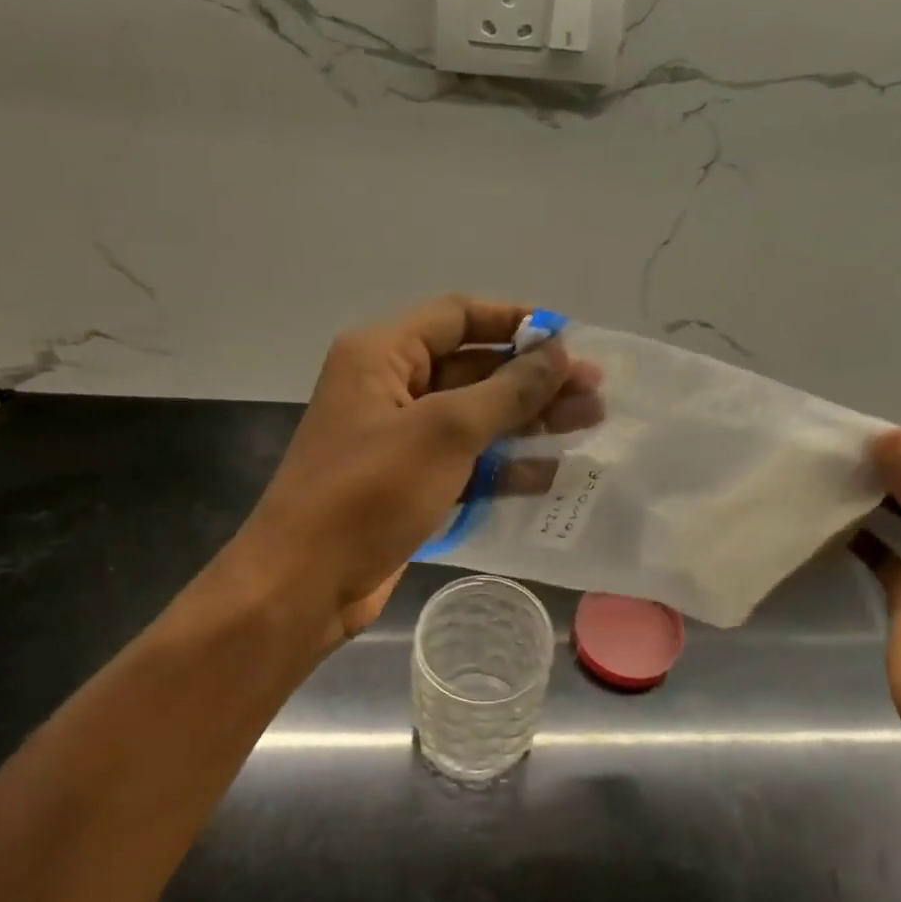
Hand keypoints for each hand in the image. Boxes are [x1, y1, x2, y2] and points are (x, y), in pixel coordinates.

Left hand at [222, 296, 600, 648]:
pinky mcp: (410, 482)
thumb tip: (558, 352)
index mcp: (382, 354)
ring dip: (529, 420)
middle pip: (474, 368)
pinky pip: (466, 460)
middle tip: (595, 390)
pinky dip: (505, 464)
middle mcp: (390, 387)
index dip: (516, 322)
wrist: (305, 584)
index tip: (570, 339)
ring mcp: (400, 438)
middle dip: (534, 379)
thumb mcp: (446, 431)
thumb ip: (508, 390)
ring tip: (590, 423)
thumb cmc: (370, 491)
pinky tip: (552, 473)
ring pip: (475, 417)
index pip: (458, 317)